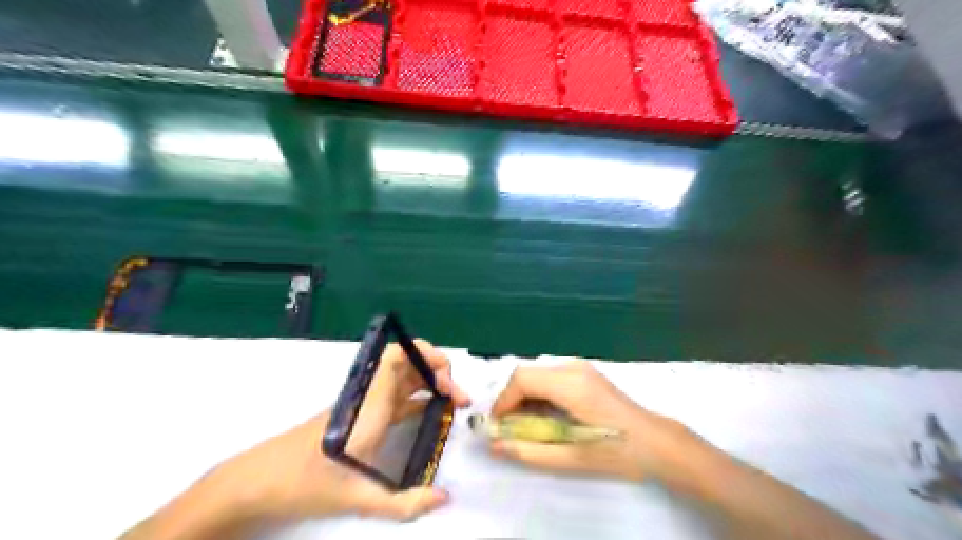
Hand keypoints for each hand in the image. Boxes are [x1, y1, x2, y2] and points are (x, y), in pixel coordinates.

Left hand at [140, 339, 472, 537]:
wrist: (257, 482)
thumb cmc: (304, 483)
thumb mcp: (355, 497)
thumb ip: (403, 503)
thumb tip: (444, 499)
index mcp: (368, 405)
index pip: (395, 357)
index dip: (424, 354)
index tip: (446, 377)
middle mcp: (368, 397)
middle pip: (406, 363)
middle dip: (436, 370)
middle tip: (457, 396)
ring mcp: (364, 405)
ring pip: (402, 379)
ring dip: (429, 383)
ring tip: (452, 402)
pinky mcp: (360, 416)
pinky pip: (395, 397)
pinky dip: (416, 398)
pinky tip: (430, 413)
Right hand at [490, 363, 699, 483]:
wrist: (654, 441)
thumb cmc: (616, 452)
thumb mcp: (570, 458)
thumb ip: (528, 451)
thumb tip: (495, 445)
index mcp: (571, 385)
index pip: (522, 379)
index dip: (504, 401)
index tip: (498, 426)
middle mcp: (573, 367)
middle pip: (527, 374)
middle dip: (512, 400)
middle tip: (511, 428)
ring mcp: (580, 367)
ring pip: (537, 373)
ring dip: (525, 396)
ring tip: (527, 425)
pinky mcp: (584, 372)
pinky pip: (550, 376)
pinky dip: (539, 393)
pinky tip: (546, 415)